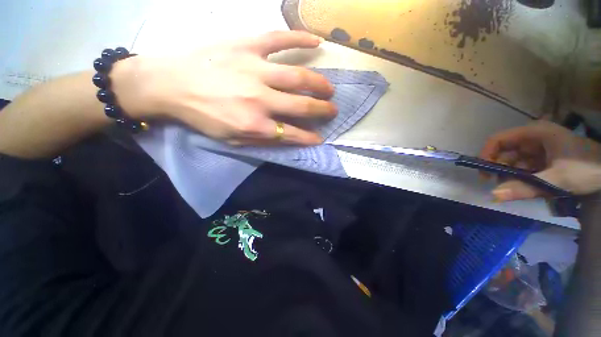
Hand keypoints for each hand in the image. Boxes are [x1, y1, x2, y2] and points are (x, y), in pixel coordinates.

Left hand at [112, 31, 335, 145]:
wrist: (169, 84)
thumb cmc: (202, 116)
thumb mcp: (232, 139)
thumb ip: (262, 139)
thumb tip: (287, 137)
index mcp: (256, 124)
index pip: (293, 133)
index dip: (309, 138)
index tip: (320, 138)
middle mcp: (261, 99)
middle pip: (302, 105)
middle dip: (322, 110)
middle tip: (332, 110)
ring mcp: (255, 69)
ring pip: (298, 76)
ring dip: (319, 83)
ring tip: (329, 88)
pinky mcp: (247, 46)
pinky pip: (279, 39)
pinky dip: (300, 38)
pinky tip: (317, 41)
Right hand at [480, 120, 600, 200]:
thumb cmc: (586, 169)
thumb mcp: (557, 180)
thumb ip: (525, 188)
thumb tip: (493, 196)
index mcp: (533, 133)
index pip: (498, 140)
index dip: (486, 155)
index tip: (485, 174)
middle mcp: (532, 138)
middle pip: (504, 151)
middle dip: (500, 169)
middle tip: (501, 186)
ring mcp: (539, 148)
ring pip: (514, 161)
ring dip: (512, 176)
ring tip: (519, 189)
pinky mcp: (544, 158)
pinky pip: (525, 167)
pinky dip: (523, 178)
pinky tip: (529, 187)